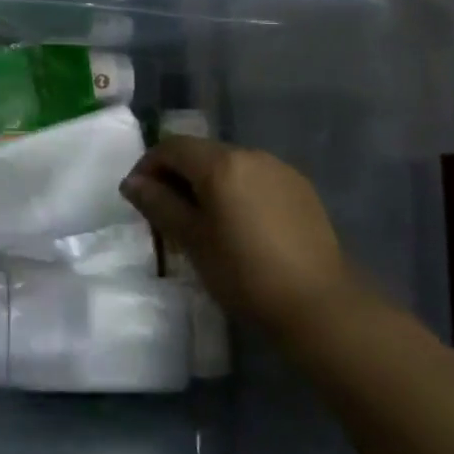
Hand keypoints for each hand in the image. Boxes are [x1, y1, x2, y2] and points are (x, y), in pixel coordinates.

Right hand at [120, 136, 357, 338]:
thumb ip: (158, 204)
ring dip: (207, 183)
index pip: (171, 147)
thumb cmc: (244, 273)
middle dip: (177, 175)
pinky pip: (255, 179)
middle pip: (201, 152)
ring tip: (202, 221)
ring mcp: (280, 169)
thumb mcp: (191, 240)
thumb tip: (132, 183)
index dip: (147, 166)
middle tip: (166, 212)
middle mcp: (250, 153)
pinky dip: (236, 191)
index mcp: (220, 163)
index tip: (138, 197)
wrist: (320, 306)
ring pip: (229, 165)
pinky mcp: (301, 189)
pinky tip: (239, 225)